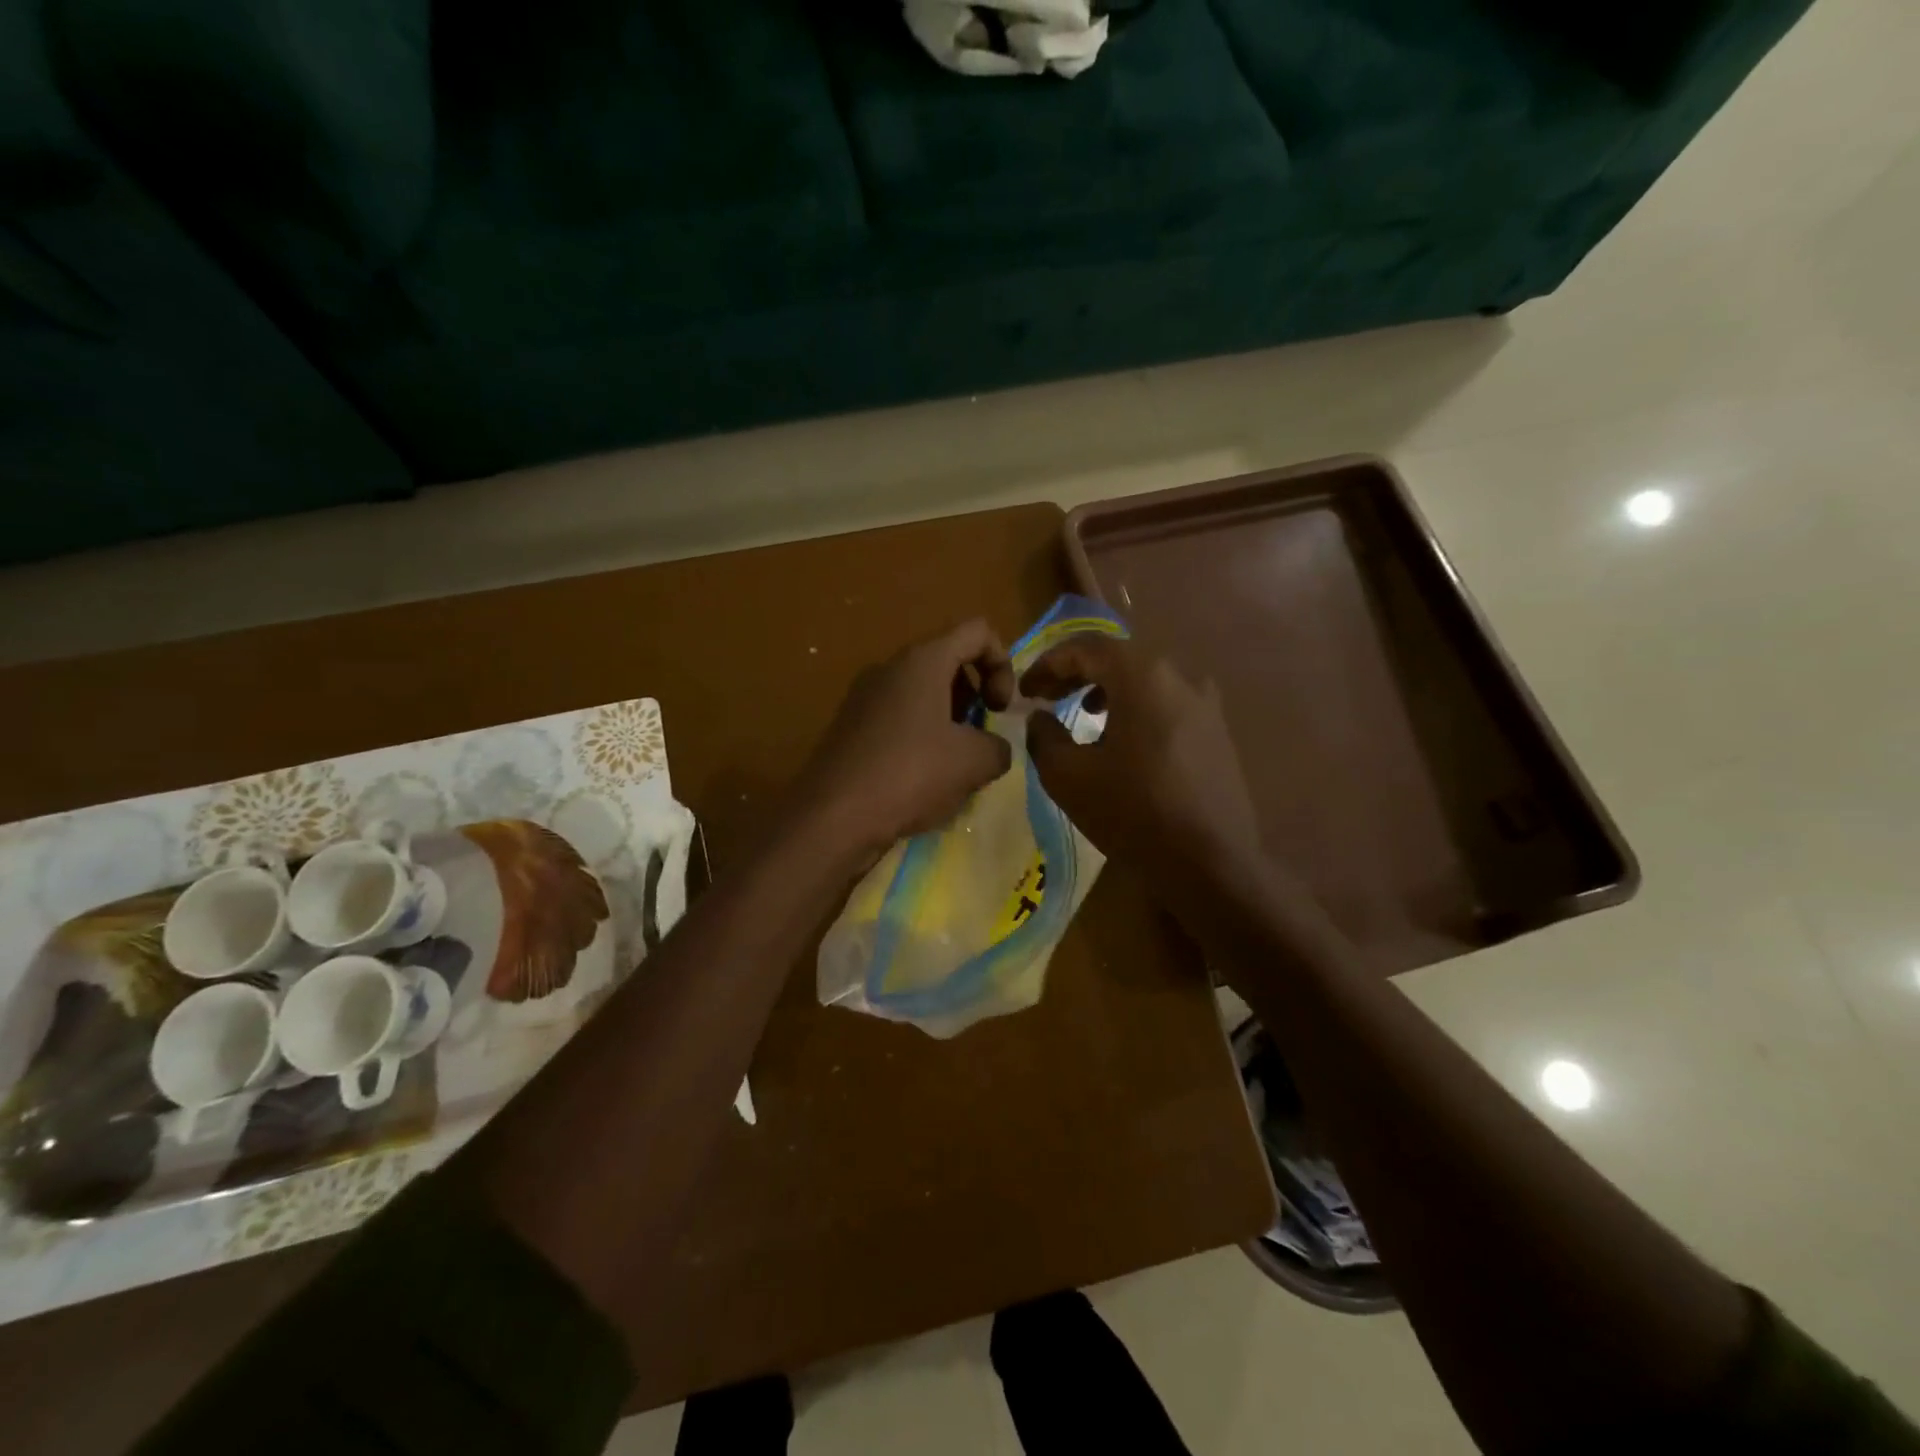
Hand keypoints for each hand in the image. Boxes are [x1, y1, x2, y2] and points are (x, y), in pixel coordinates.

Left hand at [792, 620, 1016, 866]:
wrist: (833, 815)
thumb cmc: (910, 774)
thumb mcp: (974, 762)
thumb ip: (998, 747)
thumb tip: (993, 749)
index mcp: (923, 660)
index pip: (977, 632)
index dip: (1002, 665)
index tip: (1000, 709)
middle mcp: (890, 667)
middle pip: (948, 661)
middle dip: (974, 696)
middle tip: (979, 738)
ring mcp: (864, 696)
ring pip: (922, 693)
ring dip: (949, 721)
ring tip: (954, 766)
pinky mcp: (850, 726)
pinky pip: (898, 718)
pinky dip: (920, 738)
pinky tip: (921, 781)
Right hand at [1023, 636, 1261, 894]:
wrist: (1211, 863)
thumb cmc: (1133, 812)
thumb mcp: (1069, 776)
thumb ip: (1044, 737)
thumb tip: (1040, 718)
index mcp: (1142, 675)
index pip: (1086, 648)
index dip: (1048, 664)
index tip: (1025, 691)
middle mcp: (1180, 677)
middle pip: (1119, 658)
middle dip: (1077, 673)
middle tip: (1048, 697)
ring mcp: (1206, 704)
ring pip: (1146, 680)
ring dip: (1109, 690)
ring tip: (1084, 714)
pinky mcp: (1218, 732)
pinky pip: (1168, 704)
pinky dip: (1138, 709)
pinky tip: (1125, 741)